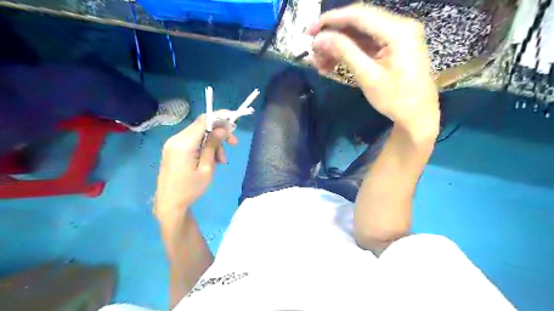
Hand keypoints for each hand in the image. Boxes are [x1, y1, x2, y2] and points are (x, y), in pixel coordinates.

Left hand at [153, 110, 237, 219]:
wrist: (169, 204)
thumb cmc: (190, 189)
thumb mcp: (207, 168)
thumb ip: (213, 145)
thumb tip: (223, 129)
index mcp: (184, 143)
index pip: (204, 120)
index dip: (220, 117)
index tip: (234, 121)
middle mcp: (176, 139)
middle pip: (202, 126)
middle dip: (220, 133)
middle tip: (234, 144)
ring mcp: (173, 144)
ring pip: (199, 135)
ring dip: (213, 143)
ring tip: (221, 161)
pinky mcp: (174, 150)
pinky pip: (193, 142)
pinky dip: (205, 147)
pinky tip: (211, 160)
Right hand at [305, 4, 439, 135]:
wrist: (418, 115)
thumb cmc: (396, 99)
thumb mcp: (368, 76)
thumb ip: (344, 52)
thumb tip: (319, 38)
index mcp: (398, 30)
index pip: (358, 15)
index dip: (331, 20)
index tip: (309, 30)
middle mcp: (399, 26)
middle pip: (358, 22)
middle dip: (333, 36)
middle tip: (314, 52)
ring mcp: (397, 36)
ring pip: (360, 34)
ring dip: (339, 47)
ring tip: (320, 63)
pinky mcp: (393, 47)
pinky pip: (366, 44)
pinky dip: (349, 53)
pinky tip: (333, 64)